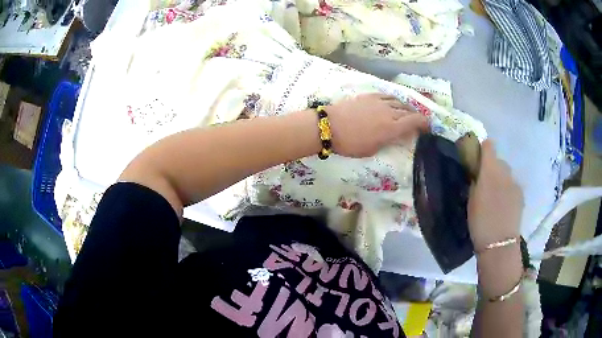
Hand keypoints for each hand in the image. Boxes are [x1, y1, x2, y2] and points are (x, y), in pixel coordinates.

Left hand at [326, 93, 428, 157]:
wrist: (330, 126)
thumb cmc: (350, 143)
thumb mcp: (372, 149)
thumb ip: (388, 141)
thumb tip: (396, 136)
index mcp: (392, 127)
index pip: (415, 121)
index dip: (424, 123)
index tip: (428, 127)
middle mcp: (389, 111)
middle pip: (409, 110)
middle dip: (417, 116)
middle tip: (418, 121)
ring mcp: (379, 101)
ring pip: (399, 102)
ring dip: (406, 107)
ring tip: (407, 112)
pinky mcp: (369, 96)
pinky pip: (387, 96)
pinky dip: (394, 100)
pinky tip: (393, 103)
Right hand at [468, 140, 523, 250]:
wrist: (499, 244)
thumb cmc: (480, 222)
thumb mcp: (471, 200)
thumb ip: (475, 181)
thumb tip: (477, 173)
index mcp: (490, 170)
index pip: (489, 146)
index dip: (483, 149)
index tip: (477, 159)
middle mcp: (505, 171)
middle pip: (499, 161)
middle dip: (492, 168)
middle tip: (485, 185)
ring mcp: (515, 183)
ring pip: (507, 174)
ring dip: (501, 180)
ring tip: (495, 197)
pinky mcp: (521, 194)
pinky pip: (513, 186)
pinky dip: (508, 190)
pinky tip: (504, 206)